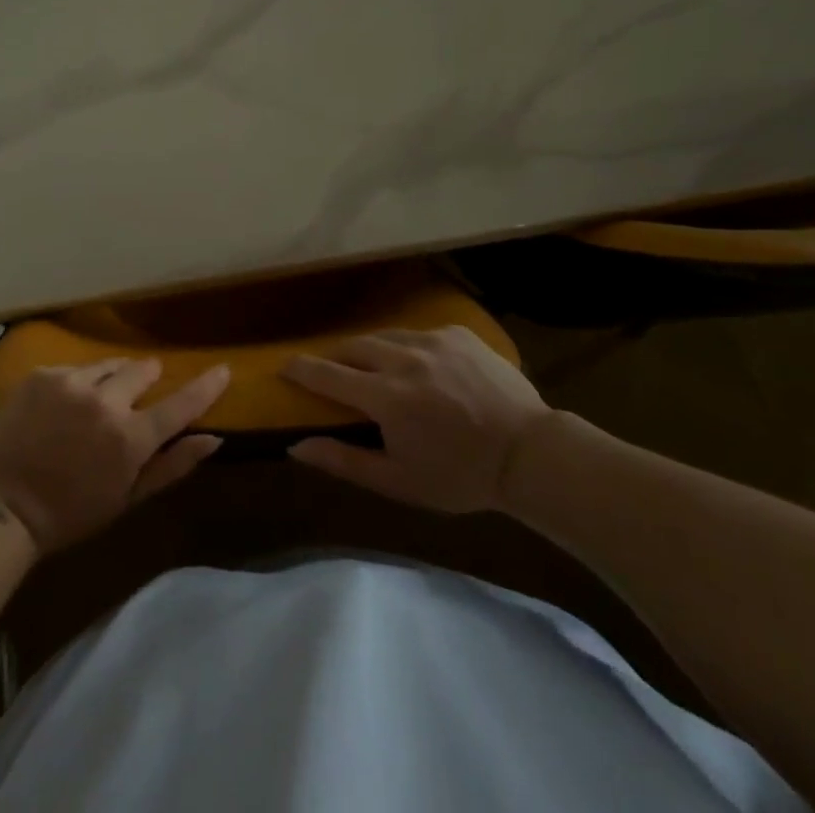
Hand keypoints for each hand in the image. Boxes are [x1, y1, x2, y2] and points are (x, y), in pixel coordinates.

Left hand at [0, 360, 230, 552]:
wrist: (3, 506)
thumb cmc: (71, 513)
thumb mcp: (128, 498)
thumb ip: (173, 465)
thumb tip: (214, 439)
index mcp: (130, 438)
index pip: (180, 404)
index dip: (205, 386)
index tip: (222, 369)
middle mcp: (105, 401)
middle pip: (142, 370)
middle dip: (145, 379)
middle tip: (135, 397)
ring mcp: (71, 383)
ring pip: (108, 365)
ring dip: (111, 379)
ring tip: (95, 403)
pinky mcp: (43, 374)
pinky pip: (74, 369)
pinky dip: (77, 383)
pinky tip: (63, 406)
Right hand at [282, 326, 553, 513]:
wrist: (530, 454)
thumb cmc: (461, 477)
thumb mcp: (399, 481)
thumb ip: (344, 461)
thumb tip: (296, 446)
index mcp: (386, 397)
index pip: (327, 374)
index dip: (301, 369)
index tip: (283, 366)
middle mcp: (404, 358)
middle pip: (354, 347)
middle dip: (336, 357)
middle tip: (332, 371)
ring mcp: (434, 340)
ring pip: (386, 336)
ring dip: (372, 350)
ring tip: (374, 367)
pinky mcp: (458, 333)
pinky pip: (420, 334)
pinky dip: (409, 348)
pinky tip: (421, 367)